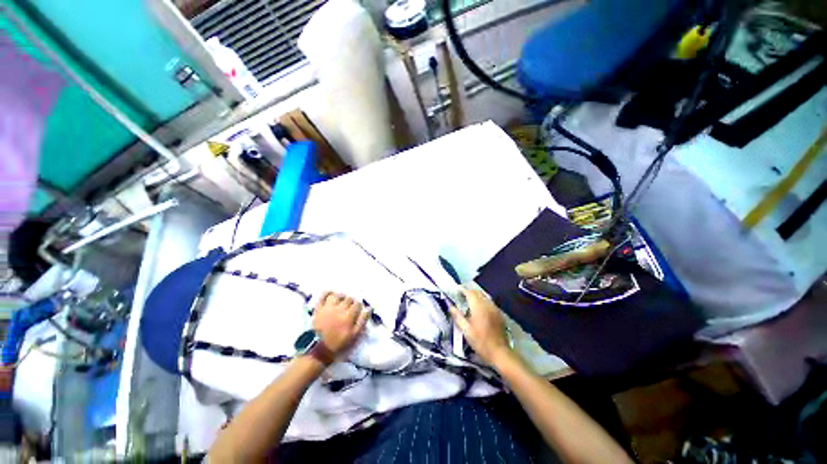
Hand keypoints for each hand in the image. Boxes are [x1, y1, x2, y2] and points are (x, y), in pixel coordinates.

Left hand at [313, 292, 369, 358]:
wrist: (317, 349)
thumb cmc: (337, 343)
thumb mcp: (353, 335)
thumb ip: (362, 321)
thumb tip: (369, 309)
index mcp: (348, 316)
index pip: (357, 304)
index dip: (359, 306)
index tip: (357, 310)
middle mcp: (339, 309)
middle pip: (349, 298)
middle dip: (351, 301)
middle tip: (350, 307)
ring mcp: (328, 307)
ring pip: (337, 295)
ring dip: (341, 296)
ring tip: (341, 301)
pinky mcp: (319, 308)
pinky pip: (323, 296)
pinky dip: (328, 293)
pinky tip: (331, 294)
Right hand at [450, 289, 513, 365]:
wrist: (500, 352)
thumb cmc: (481, 342)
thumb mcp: (466, 331)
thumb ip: (458, 317)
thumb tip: (451, 307)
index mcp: (478, 307)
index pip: (470, 293)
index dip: (463, 290)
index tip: (457, 290)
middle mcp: (488, 305)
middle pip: (478, 292)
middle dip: (469, 292)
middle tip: (461, 295)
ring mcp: (495, 309)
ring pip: (485, 296)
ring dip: (477, 296)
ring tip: (469, 301)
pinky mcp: (499, 314)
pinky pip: (490, 302)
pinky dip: (483, 301)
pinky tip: (480, 308)